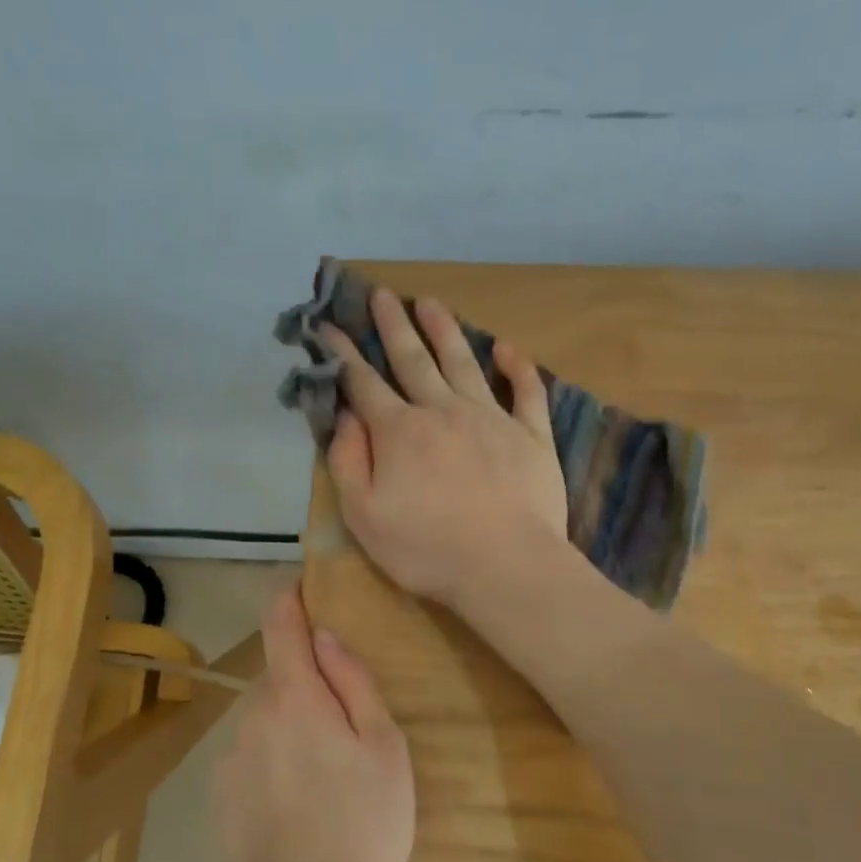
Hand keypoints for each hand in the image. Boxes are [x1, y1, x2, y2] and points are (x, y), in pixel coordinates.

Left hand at [215, 585, 413, 861]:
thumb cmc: (364, 820)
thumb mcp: (384, 745)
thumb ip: (353, 681)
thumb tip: (325, 636)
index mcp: (294, 694)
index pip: (280, 622)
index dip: (290, 597)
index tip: (302, 586)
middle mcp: (252, 712)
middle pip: (278, 674)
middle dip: (305, 681)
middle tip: (344, 721)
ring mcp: (231, 753)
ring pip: (265, 715)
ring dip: (290, 722)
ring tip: (325, 770)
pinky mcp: (221, 790)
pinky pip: (252, 752)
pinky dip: (273, 757)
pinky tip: (298, 800)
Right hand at [320, 289, 569, 608]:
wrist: (505, 566)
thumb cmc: (426, 549)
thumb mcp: (363, 515)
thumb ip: (347, 461)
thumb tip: (343, 416)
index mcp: (399, 432)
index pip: (364, 383)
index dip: (343, 353)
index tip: (329, 326)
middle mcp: (442, 411)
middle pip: (413, 360)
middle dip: (393, 326)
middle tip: (382, 295)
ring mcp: (491, 419)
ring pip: (463, 363)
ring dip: (445, 330)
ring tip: (430, 302)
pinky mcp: (531, 435)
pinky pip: (526, 392)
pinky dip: (517, 367)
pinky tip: (508, 349)